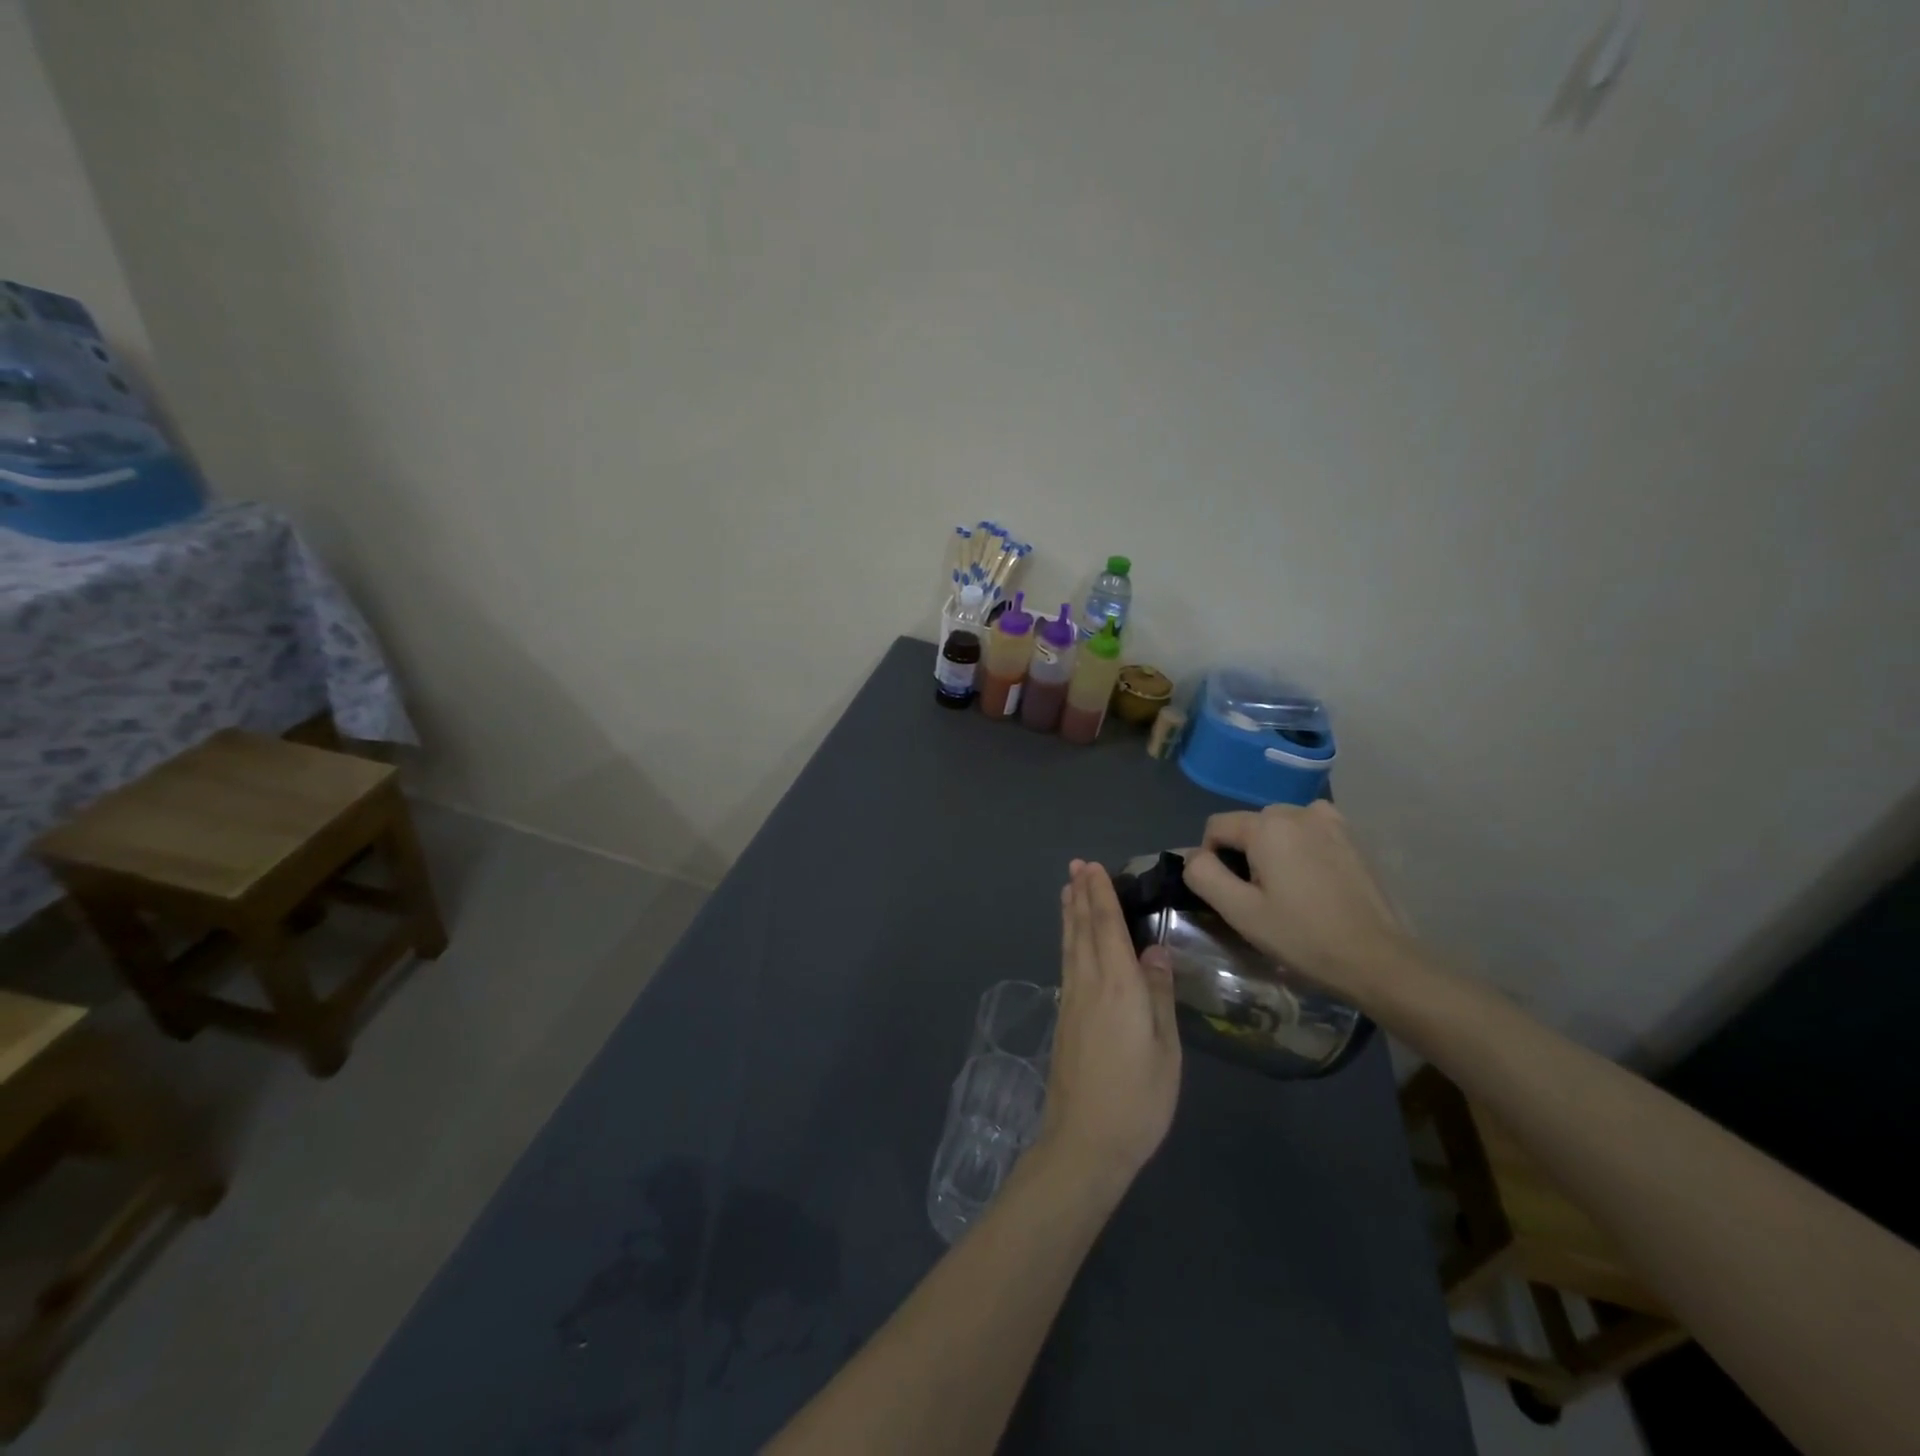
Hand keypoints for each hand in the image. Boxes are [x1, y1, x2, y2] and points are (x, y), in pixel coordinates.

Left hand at [1038, 862, 1181, 1189]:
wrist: (1085, 1142)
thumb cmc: (1138, 1100)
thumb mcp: (1164, 1050)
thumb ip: (1158, 995)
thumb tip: (1154, 949)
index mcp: (1118, 986)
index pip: (1106, 927)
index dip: (1100, 895)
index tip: (1093, 867)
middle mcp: (1089, 983)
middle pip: (1082, 929)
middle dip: (1080, 895)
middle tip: (1076, 865)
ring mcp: (1071, 1000)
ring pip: (1070, 944)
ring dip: (1069, 913)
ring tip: (1067, 889)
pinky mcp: (1064, 1017)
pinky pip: (1066, 962)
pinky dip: (1068, 939)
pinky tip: (1070, 940)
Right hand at [1183, 802, 1408, 1007]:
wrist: (1380, 960)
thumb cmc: (1303, 936)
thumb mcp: (1240, 912)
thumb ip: (1203, 875)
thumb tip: (1193, 856)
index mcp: (1267, 825)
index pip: (1215, 827)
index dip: (1211, 859)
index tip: (1231, 894)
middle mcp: (1298, 811)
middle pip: (1249, 825)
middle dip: (1245, 854)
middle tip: (1261, 898)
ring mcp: (1331, 821)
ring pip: (1279, 828)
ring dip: (1274, 851)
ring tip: (1289, 891)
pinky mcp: (1353, 837)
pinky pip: (1309, 832)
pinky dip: (1302, 849)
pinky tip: (1315, 883)